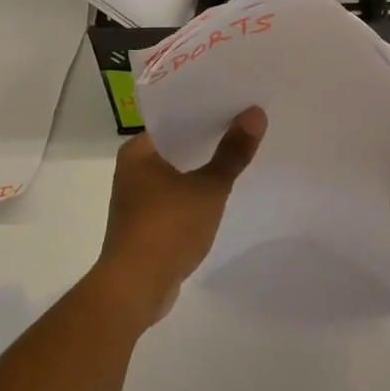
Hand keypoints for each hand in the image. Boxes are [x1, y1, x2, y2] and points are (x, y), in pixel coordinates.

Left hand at [94, 107, 265, 319]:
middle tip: (247, 122)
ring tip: (240, 151)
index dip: (206, 108)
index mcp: (138, 152)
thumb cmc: (167, 229)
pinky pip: (177, 195)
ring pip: (178, 171)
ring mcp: (138, 198)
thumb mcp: (208, 188)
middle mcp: (133, 169)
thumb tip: (256, 113)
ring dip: (204, 165)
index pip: (175, 118)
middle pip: (178, 143)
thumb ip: (232, 152)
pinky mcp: (147, 222)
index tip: (237, 102)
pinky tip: (221, 190)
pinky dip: (197, 190)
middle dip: (210, 137)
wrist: (135, 288)